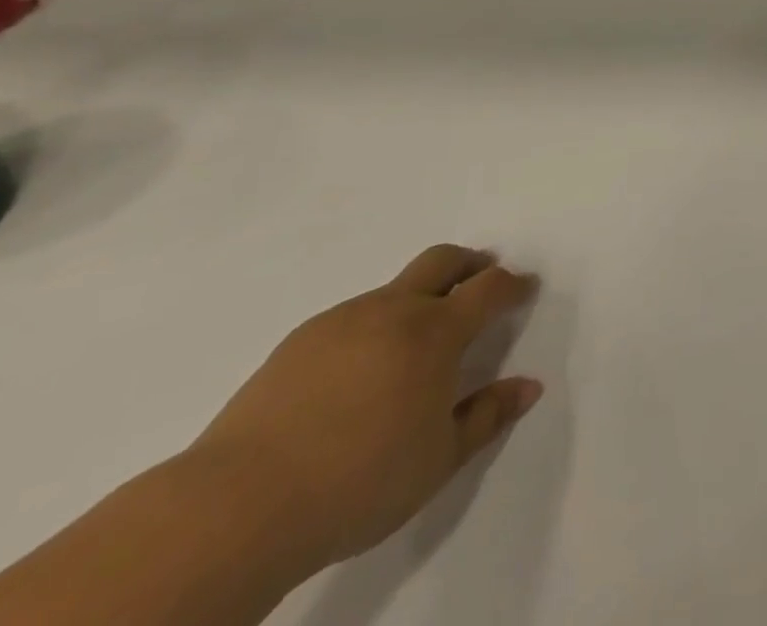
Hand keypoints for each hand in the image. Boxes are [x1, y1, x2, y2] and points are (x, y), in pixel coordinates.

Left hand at [182, 246, 541, 572]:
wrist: (237, 506)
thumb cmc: (358, 482)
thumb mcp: (438, 460)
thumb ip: (488, 416)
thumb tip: (529, 386)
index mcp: (436, 332)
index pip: (489, 288)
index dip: (513, 284)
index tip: (525, 288)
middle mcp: (394, 310)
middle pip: (443, 260)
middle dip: (470, 263)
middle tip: (481, 276)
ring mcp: (343, 320)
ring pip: (394, 288)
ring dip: (418, 296)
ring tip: (416, 337)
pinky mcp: (299, 341)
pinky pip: (352, 316)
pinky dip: (373, 324)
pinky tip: (360, 369)